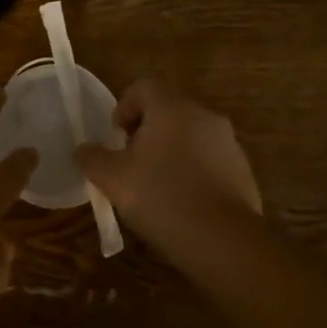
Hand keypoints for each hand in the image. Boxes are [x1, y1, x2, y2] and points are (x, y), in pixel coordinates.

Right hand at [76, 80, 260, 259]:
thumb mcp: (113, 179)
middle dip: (146, 132)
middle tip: (131, 163)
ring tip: (156, 187)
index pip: (143, 87)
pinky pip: (210, 161)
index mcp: (172, 108)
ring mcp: (229, 143)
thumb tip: (83, 149)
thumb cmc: (161, 198)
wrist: (223, 241)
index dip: (123, 106)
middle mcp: (204, 116)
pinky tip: (182, 203)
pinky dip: (193, 172)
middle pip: (168, 110)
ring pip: (190, 136)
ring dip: (171, 152)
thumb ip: (92, 158)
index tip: (115, 137)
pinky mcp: (243, 171)